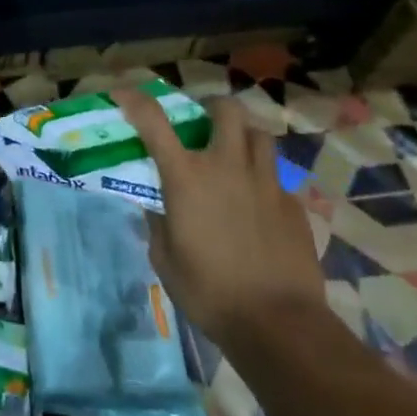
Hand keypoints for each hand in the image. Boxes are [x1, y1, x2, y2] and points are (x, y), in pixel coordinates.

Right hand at [114, 88, 323, 356]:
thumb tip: (158, 206)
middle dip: (212, 107)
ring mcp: (266, 182)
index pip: (154, 121)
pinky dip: (263, 180)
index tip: (122, 92)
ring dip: (243, 136)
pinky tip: (259, 207)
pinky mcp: (293, 204)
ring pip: (259, 134)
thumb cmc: (209, 293)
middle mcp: (227, 166)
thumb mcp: (165, 259)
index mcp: (187, 177)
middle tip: (204, 123)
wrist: (278, 323)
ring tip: (235, 155)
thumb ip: (158, 223)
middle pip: (225, 109)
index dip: (135, 99)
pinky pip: (276, 177)